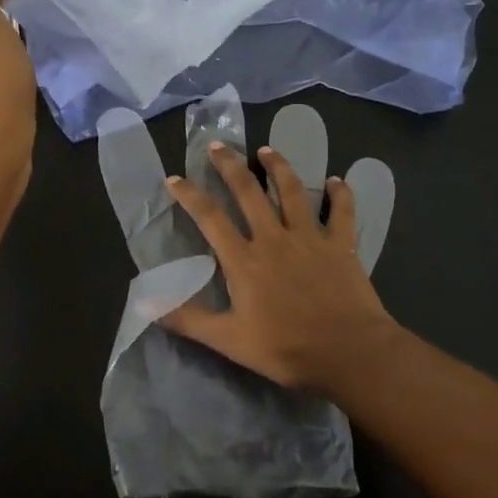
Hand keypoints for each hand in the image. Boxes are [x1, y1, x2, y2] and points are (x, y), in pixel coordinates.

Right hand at [162, 142, 395, 389]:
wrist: (349, 352)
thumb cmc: (287, 349)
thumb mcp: (230, 341)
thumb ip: (190, 320)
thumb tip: (147, 306)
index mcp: (244, 260)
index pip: (210, 218)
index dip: (190, 195)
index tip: (174, 178)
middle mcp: (274, 238)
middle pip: (249, 192)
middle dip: (230, 166)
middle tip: (217, 145)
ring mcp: (310, 238)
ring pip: (292, 191)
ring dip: (278, 167)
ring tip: (267, 149)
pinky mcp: (341, 245)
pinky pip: (341, 212)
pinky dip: (340, 193)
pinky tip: (337, 180)